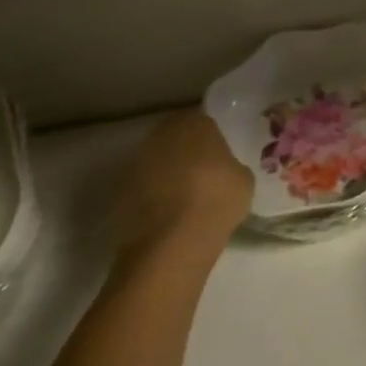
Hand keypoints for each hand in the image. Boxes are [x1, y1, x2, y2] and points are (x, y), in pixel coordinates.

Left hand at [116, 108, 252, 253]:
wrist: (172, 244)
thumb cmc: (216, 200)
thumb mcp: (244, 180)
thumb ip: (232, 166)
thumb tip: (224, 170)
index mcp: (195, 124)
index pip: (205, 122)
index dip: (213, 139)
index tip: (221, 156)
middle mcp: (163, 135)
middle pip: (177, 138)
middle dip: (188, 152)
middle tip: (204, 173)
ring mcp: (138, 163)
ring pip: (158, 162)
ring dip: (168, 173)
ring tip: (186, 197)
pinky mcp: (121, 193)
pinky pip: (145, 187)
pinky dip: (154, 196)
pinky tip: (169, 215)